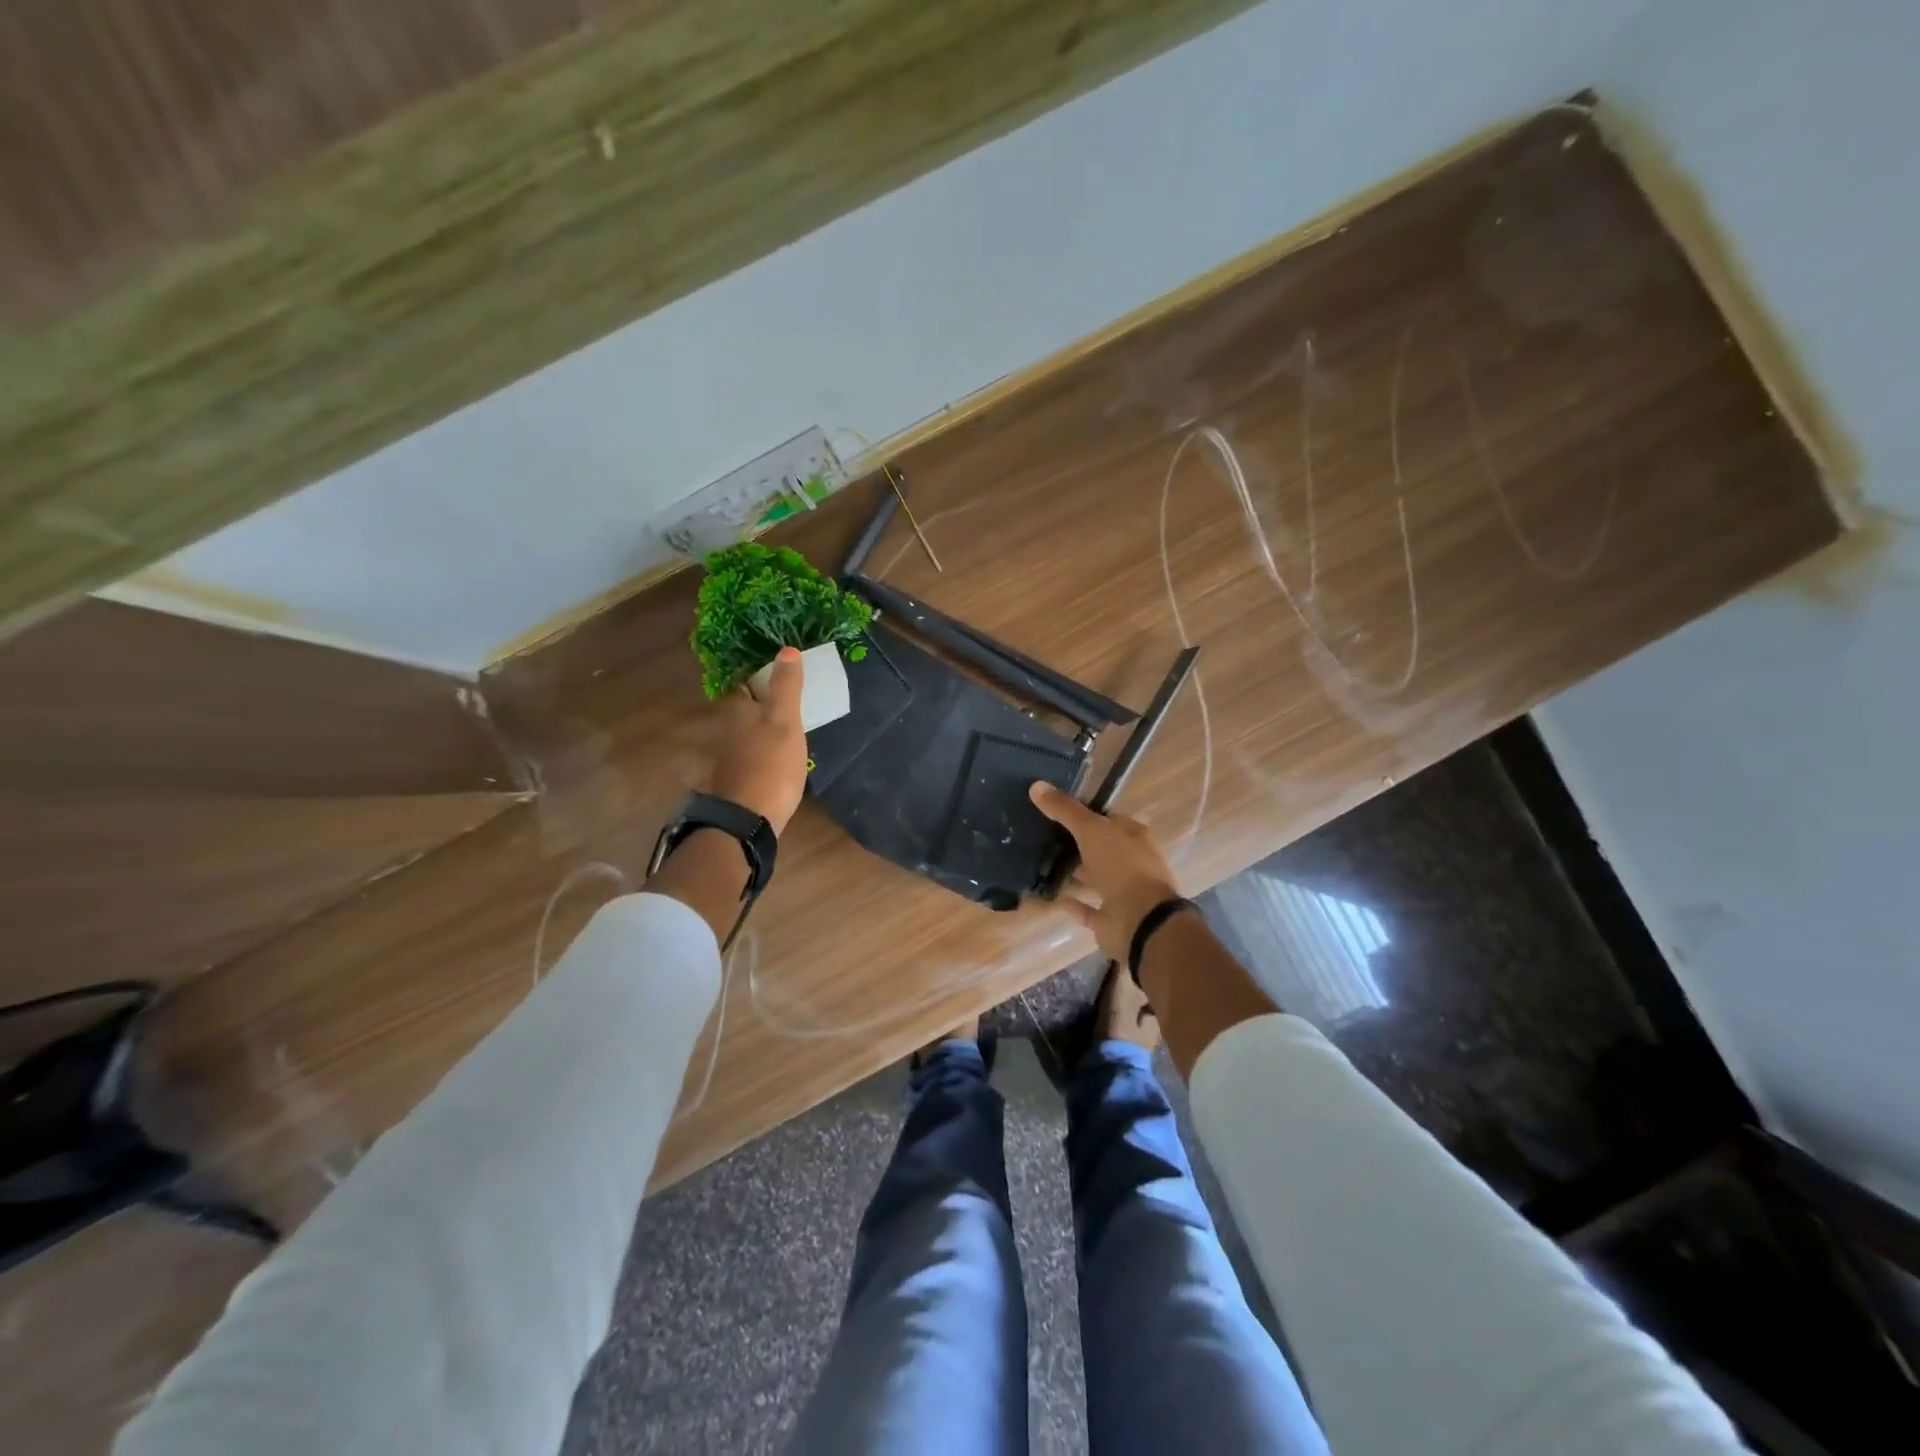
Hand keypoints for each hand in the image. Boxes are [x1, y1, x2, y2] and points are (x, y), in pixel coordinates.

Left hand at [708, 647, 807, 833]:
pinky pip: (748, 758)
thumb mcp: (785, 720)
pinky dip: (759, 754)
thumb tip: (786, 649)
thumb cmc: (770, 765)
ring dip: (759, 730)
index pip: (742, 684)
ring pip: (743, 735)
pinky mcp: (735, 783)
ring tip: (784, 731)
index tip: (776, 674)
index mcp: (738, 711)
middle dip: (758, 704)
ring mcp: (727, 759)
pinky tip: (775, 761)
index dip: (757, 676)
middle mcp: (726, 731)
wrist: (747, 820)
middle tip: (784, 702)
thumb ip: (786, 686)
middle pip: (741, 710)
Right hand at [1028, 781, 1181, 961]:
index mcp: (1134, 838)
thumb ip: (1065, 810)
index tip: (1058, 812)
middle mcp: (1132, 863)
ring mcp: (1124, 893)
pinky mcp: (1112, 919)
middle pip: (1103, 849)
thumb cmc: (1122, 867)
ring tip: (1045, 866)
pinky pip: (1089, 909)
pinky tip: (1053, 898)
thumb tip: (1036, 785)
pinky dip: (1074, 904)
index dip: (1087, 815)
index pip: (1109, 820)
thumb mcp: (1091, 830)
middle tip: (1047, 838)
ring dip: (1078, 874)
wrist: (1140, 921)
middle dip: (1080, 845)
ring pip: (1097, 878)